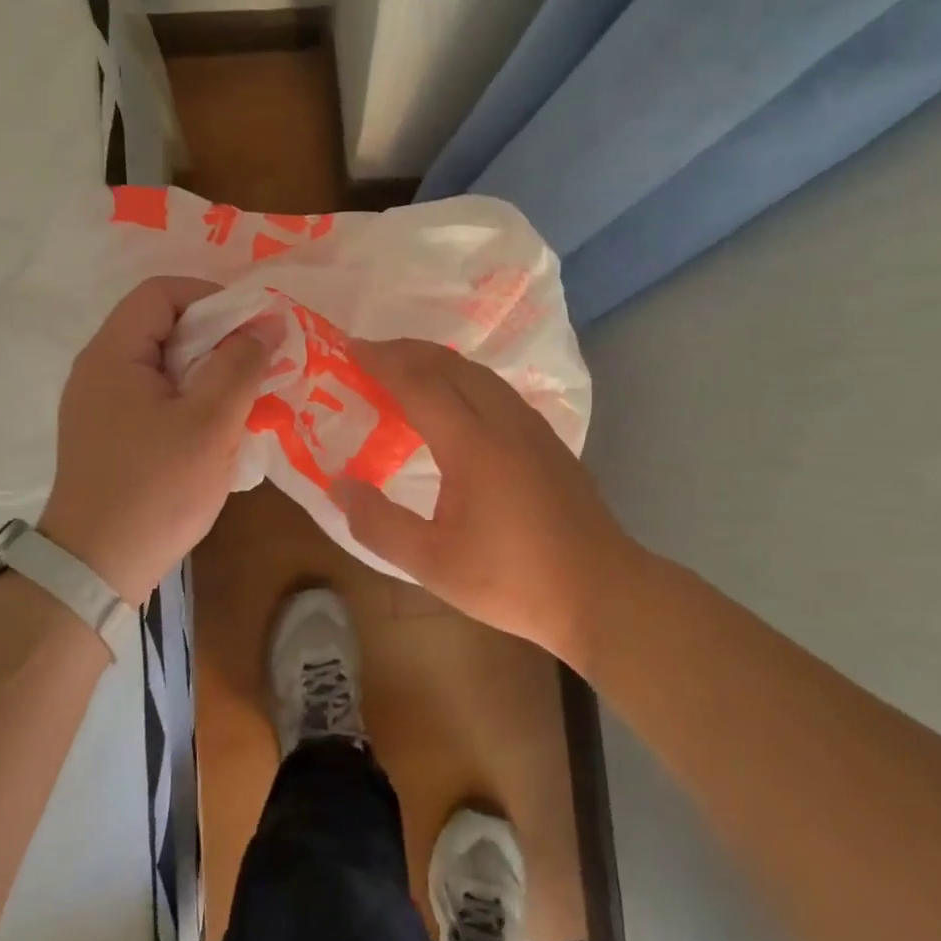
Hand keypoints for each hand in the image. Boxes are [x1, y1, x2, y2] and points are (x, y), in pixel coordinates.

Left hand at [38, 277, 268, 604]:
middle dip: (216, 338)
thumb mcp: (211, 423)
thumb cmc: (157, 488)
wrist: (97, 568)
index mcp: (113, 355)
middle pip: (161, 327)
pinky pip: (154, 398)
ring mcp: (99, 406)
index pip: (161, 293)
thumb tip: (264, 324)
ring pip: (162, 366)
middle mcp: (98, 371)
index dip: (212, 299)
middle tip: (257, 365)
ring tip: (245, 398)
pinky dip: (189, 400)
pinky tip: (217, 430)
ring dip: (207, 373)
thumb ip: (240, 365)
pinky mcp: (108, 436)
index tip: (252, 329)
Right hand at [329, 338, 631, 668]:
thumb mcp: (432, 564)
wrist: (601, 592)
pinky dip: (464, 378)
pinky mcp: (548, 440)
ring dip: (437, 362)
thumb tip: (339, 484)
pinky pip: (497, 389)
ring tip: (406, 368)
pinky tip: (457, 400)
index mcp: (472, 444)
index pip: (419, 384)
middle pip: (450, 366)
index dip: (382, 362)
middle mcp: (504, 422)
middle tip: (370, 353)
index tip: (350, 348)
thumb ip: (379, 524)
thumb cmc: (513, 580)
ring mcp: (532, 428)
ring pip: (479, 374)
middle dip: (407, 351)